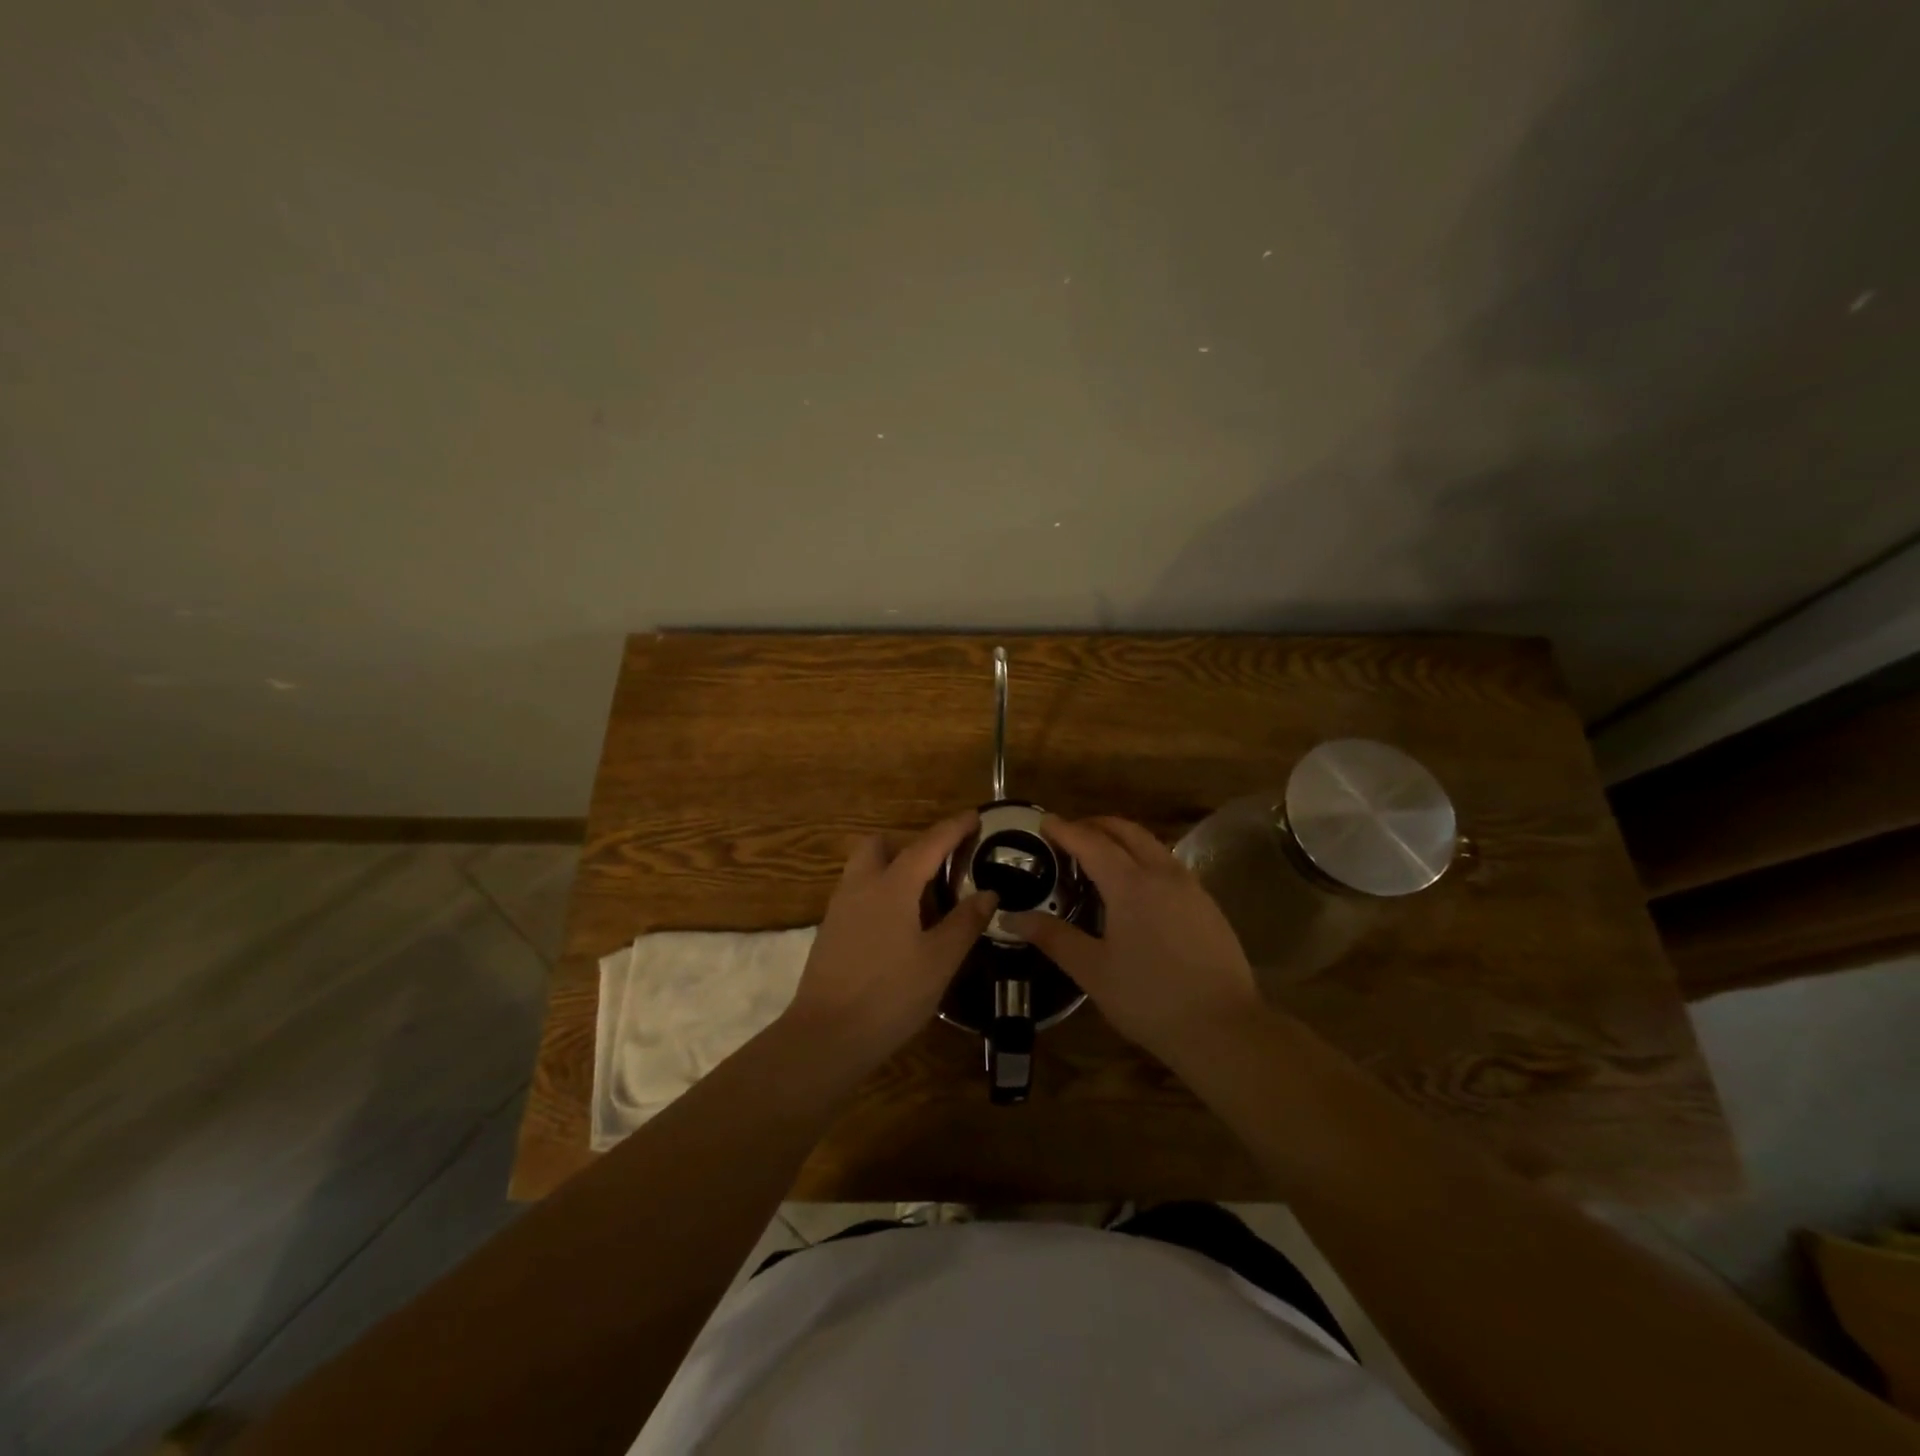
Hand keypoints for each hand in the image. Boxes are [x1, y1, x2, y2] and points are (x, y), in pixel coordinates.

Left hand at [781, 811, 997, 1073]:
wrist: (825, 1036)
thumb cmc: (890, 995)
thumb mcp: (939, 961)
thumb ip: (965, 922)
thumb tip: (988, 893)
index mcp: (892, 886)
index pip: (928, 844)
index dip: (953, 828)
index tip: (975, 816)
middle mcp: (861, 886)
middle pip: (881, 845)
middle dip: (910, 844)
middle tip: (941, 867)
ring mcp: (840, 908)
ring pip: (865, 869)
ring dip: (893, 868)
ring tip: (924, 899)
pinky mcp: (831, 931)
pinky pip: (858, 893)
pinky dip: (880, 893)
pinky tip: (900, 926)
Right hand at [1005, 816, 1262, 1064]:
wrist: (1224, 1028)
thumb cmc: (1149, 998)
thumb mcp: (1092, 970)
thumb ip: (1053, 937)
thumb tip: (1011, 917)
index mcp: (1129, 883)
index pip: (1090, 842)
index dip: (1064, 830)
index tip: (1044, 821)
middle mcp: (1162, 873)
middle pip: (1126, 831)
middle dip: (1096, 825)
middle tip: (1070, 833)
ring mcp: (1190, 887)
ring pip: (1152, 845)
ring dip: (1123, 839)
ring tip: (1100, 855)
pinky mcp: (1208, 905)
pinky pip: (1169, 865)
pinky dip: (1144, 858)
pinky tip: (1137, 886)